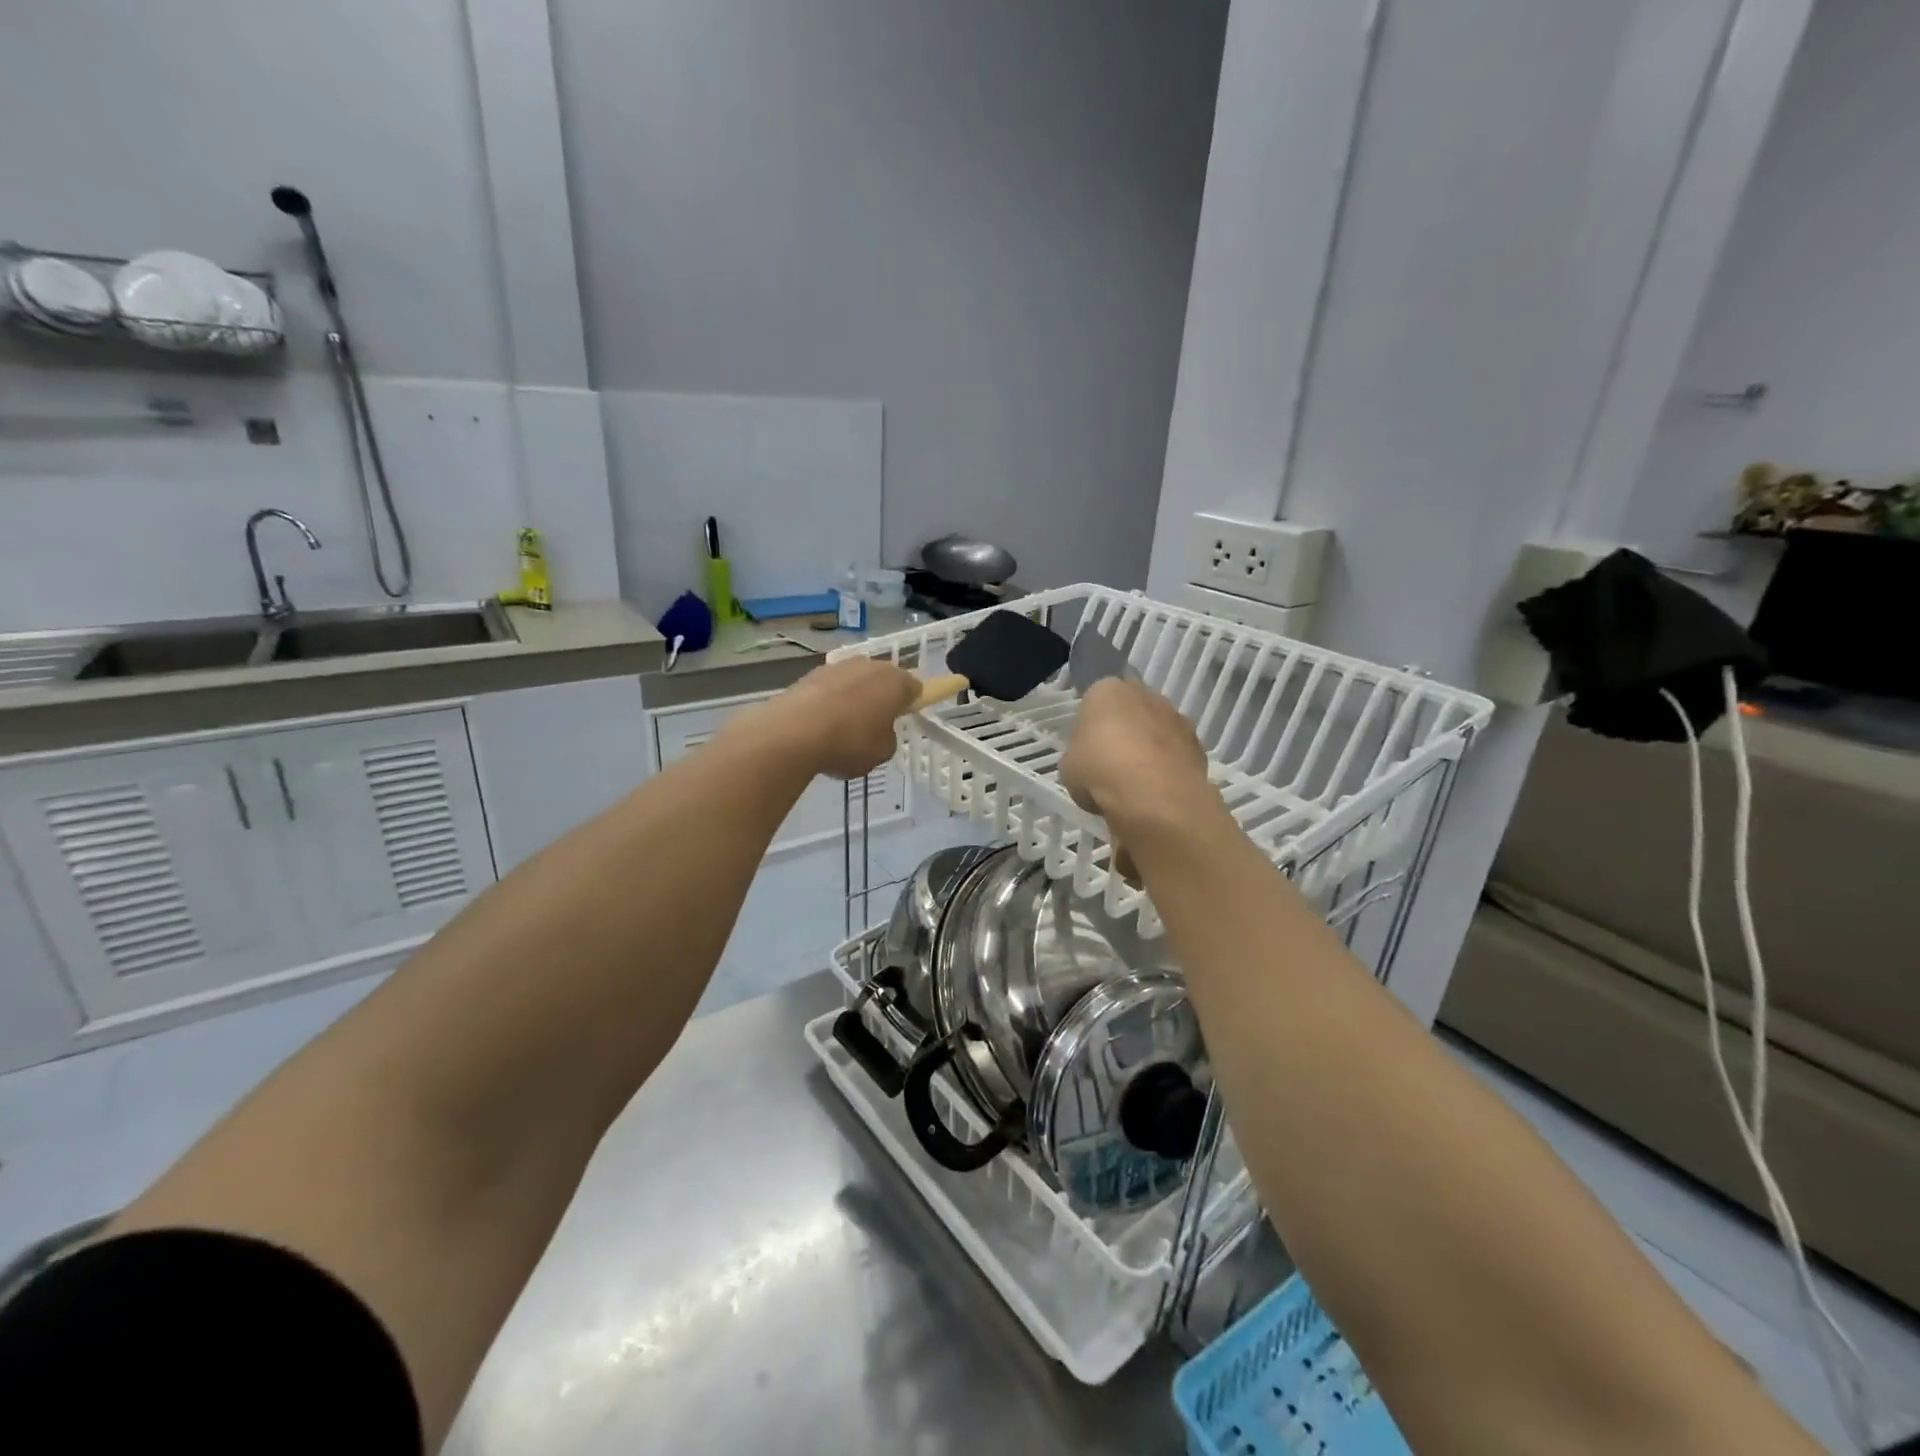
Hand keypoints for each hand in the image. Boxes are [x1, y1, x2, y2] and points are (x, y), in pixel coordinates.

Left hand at [727, 657, 917, 779]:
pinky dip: (828, 702)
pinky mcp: (811, 673)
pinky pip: (829, 688)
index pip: (914, 688)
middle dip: (880, 698)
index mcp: (896, 682)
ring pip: (854, 682)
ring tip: (839, 729)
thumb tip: (879, 731)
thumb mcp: (882, 753)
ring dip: (852, 698)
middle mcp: (870, 666)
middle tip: (871, 727)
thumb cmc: (850, 743)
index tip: (898, 721)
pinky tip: (818, 725)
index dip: (909, 705)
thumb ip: (888, 738)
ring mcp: (838, 666)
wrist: (794, 733)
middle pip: (882, 680)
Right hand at [1061, 679, 1215, 833]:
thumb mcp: (1068, 767)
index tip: (1087, 749)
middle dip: (1123, 731)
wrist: (1154, 796)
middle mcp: (1145, 694)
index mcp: (1106, 690)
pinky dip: (1168, 767)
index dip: (1091, 726)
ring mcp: (1176, 717)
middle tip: (1110, 763)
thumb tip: (1090, 764)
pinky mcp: (1198, 744)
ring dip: (1148, 748)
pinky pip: (1175, 752)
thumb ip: (1079, 756)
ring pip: (1156, 729)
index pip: (1095, 700)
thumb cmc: (1100, 771)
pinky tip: (1157, 791)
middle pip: (1130, 710)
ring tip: (1136, 783)